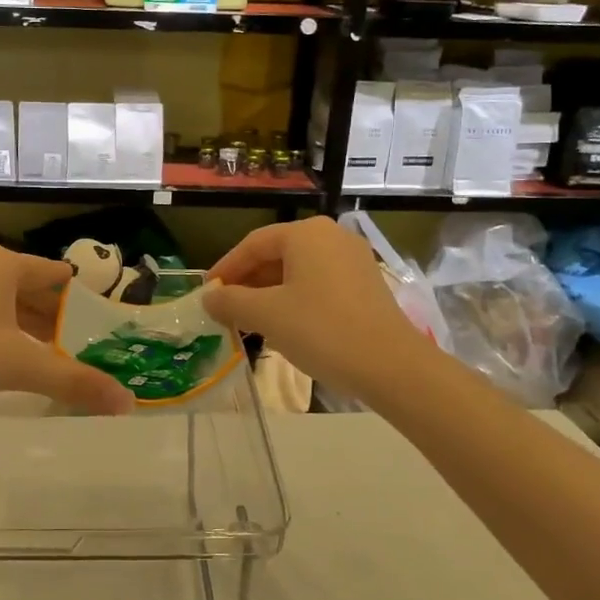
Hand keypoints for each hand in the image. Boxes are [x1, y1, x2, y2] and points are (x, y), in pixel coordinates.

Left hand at [0, 243, 133, 414]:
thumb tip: (128, 403)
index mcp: (3, 263)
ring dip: (17, 321)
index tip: (96, 326)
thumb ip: (73, 382)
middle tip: (71, 347)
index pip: (56, 274)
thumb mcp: (17, 367)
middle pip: (26, 284)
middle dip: (49, 316)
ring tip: (36, 353)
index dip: (79, 300)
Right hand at [203, 217, 429, 399]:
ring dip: (269, 292)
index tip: (207, 292)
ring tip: (250, 320)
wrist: (391, 366)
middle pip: (276, 254)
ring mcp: (353, 259)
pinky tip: (285, 324)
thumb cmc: (321, 331)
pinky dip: (295, 298)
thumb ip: (231, 302)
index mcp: (306, 234)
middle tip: (226, 308)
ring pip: (298, 270)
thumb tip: (209, 298)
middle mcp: (331, 237)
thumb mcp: (266, 316)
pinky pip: (319, 283)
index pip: (253, 244)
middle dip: (248, 282)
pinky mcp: (366, 284)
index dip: (226, 268)